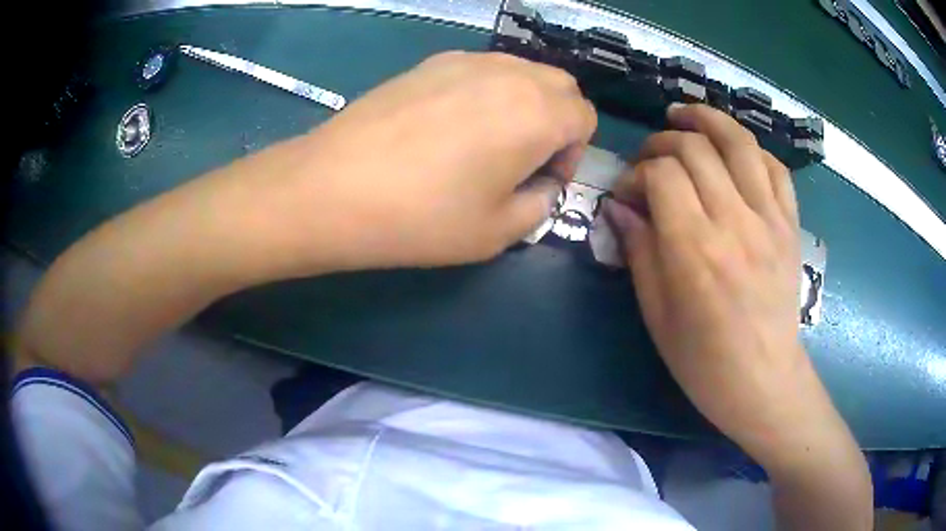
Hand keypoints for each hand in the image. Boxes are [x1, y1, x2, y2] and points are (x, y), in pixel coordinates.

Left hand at [249, 51, 595, 273]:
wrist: (333, 187)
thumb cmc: (421, 217)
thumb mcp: (497, 232)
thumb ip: (540, 205)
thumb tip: (543, 184)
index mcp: (537, 113)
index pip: (585, 116)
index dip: (574, 151)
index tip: (543, 178)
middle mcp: (509, 74)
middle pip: (560, 85)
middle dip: (557, 120)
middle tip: (523, 158)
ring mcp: (466, 61)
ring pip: (521, 71)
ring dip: (524, 103)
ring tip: (486, 141)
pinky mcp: (429, 62)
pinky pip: (481, 69)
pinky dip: (488, 91)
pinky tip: (449, 125)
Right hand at [605, 104, 844, 465]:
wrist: (764, 381)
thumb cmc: (704, 361)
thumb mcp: (657, 315)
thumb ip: (640, 252)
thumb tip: (619, 208)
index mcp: (696, 250)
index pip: (662, 175)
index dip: (637, 172)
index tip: (627, 192)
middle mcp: (735, 222)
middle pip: (696, 148)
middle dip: (663, 142)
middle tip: (650, 158)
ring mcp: (770, 220)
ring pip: (740, 143)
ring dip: (708, 119)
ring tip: (686, 116)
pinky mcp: (790, 225)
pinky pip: (776, 168)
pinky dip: (752, 150)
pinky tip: (734, 152)